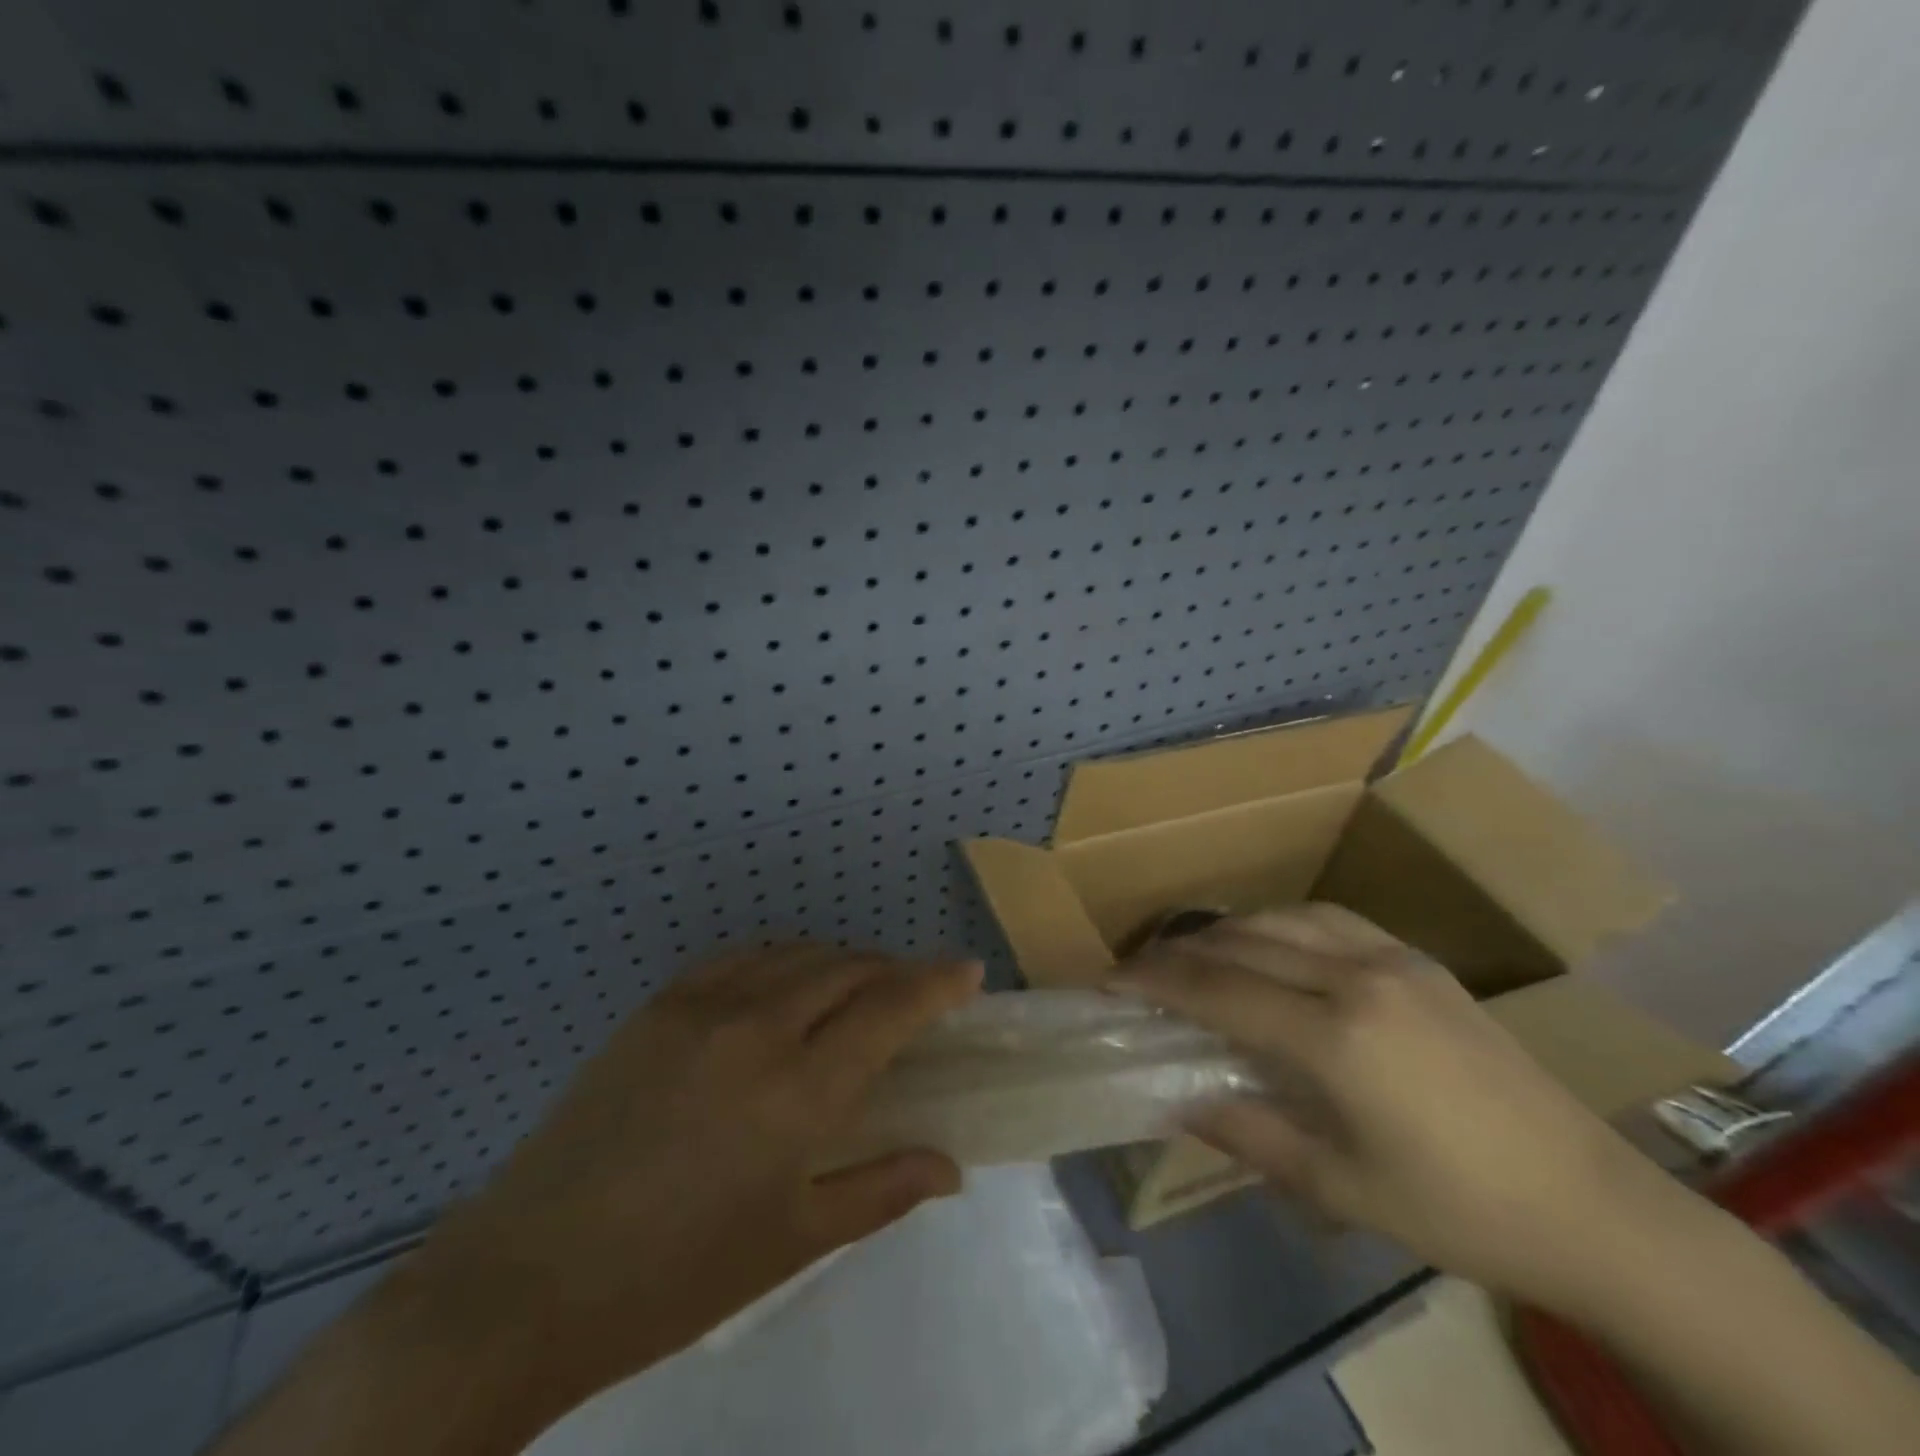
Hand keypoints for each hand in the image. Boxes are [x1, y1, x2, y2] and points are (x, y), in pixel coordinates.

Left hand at [408, 942, 980, 1423]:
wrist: (527, 1280)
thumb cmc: (676, 1277)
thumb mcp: (794, 1240)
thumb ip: (883, 1189)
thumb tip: (951, 1167)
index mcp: (798, 1090)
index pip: (889, 1009)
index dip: (935, 982)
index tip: (967, 969)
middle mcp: (758, 1027)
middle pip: (848, 968)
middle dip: (893, 972)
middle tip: (914, 994)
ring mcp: (702, 1006)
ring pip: (798, 954)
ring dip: (840, 962)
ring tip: (855, 990)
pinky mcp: (659, 1004)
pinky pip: (743, 958)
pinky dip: (784, 960)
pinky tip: (785, 986)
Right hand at [1112, 905, 1668, 1311]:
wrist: (1593, 1207)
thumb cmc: (1457, 1212)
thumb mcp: (1337, 1188)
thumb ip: (1243, 1131)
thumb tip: (1172, 1100)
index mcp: (1335, 1036)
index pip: (1216, 990)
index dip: (1153, 982)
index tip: (1107, 981)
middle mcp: (1356, 977)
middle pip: (1240, 943)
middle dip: (1178, 953)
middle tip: (1138, 971)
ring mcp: (1392, 959)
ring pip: (1280, 919)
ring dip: (1225, 932)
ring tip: (1193, 955)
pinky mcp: (1418, 960)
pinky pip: (1326, 919)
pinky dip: (1277, 923)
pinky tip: (1269, 945)